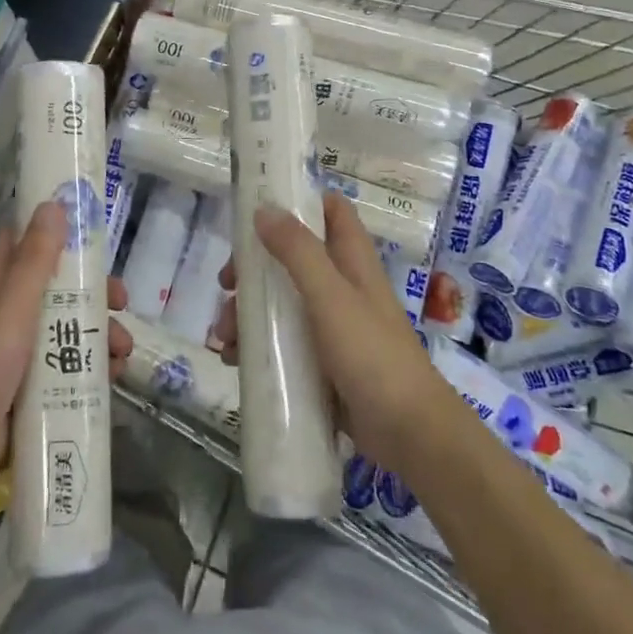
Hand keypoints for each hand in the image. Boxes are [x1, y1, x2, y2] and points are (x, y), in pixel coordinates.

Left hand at [0, 202, 131, 494]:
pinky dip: (90, 365)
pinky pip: (66, 364)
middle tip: (121, 301)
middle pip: (56, 286)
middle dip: (92, 292)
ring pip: (65, 326)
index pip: (25, 241)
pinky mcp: (28, 386)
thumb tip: (54, 205)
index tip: (96, 229)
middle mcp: (4, 312)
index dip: (58, 230)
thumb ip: (34, 261)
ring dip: (98, 332)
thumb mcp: (10, 310)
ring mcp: (16, 351)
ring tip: (122, 352)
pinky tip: (113, 377)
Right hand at [215, 191, 448, 471]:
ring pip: (282, 301)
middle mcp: (342, 285)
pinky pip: (283, 341)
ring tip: (223, 336)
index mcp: (352, 260)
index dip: (298, 201)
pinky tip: (234, 360)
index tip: (257, 208)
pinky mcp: (322, 361)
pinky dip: (257, 344)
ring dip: (248, 311)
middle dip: (255, 267)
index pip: (330, 210)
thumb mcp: (330, 296)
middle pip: (292, 257)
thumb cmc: (371, 354)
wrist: (408, 433)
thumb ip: (298, 251)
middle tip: (226, 284)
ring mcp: (332, 325)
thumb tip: (263, 209)